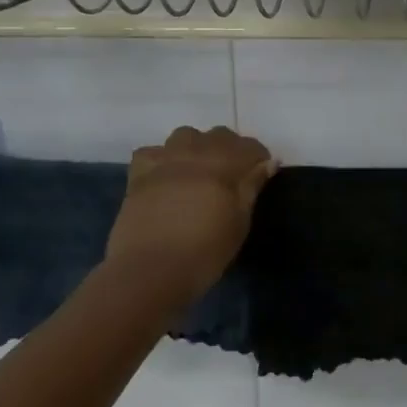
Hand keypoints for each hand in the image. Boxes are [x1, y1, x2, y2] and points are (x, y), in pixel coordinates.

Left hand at [106, 125, 277, 305]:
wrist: (150, 271)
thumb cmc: (204, 251)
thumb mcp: (239, 223)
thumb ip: (251, 188)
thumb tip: (268, 163)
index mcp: (225, 163)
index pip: (250, 147)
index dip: (258, 160)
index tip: (260, 177)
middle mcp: (196, 151)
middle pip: (219, 135)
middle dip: (230, 150)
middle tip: (230, 178)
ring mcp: (165, 159)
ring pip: (186, 135)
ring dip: (196, 147)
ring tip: (197, 172)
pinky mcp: (139, 173)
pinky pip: (153, 152)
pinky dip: (161, 159)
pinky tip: (164, 178)